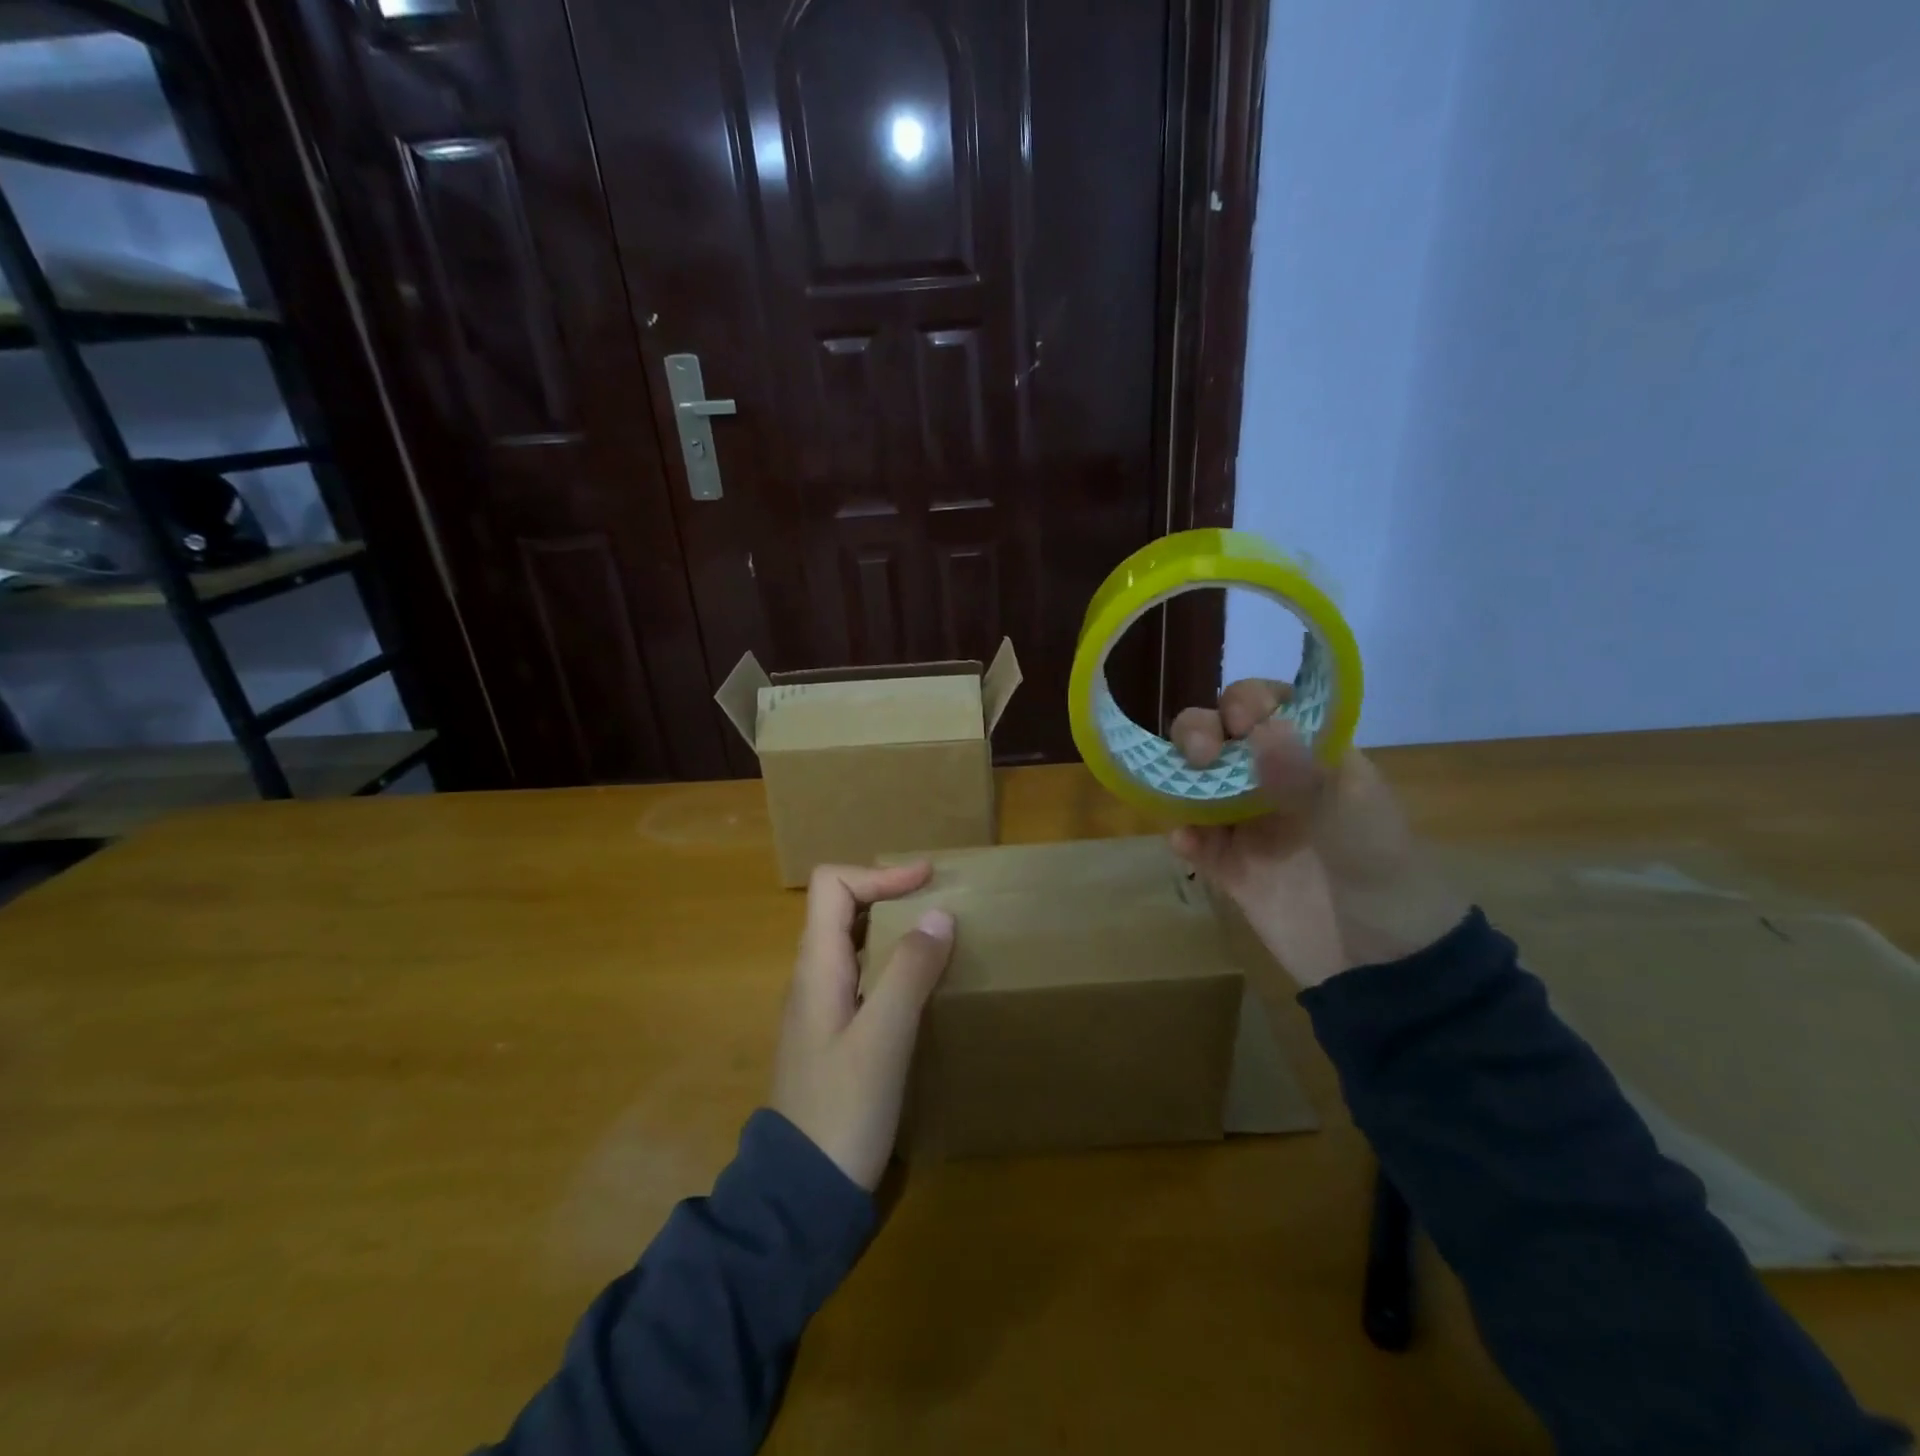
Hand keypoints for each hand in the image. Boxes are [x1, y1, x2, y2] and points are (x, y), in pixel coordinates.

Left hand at [771, 863, 954, 1190]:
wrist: (803, 1193)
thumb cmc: (842, 1113)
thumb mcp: (883, 1041)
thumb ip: (909, 974)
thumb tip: (939, 914)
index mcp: (816, 967)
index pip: (832, 885)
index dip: (879, 874)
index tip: (928, 879)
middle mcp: (812, 976)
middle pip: (840, 906)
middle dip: (888, 892)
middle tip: (938, 900)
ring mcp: (820, 1005)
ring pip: (851, 940)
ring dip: (890, 924)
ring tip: (936, 932)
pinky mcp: (834, 1031)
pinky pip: (861, 973)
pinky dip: (891, 959)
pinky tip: (920, 983)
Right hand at [1169, 678, 1466, 987]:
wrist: (1386, 972)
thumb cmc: (1386, 883)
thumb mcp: (1358, 825)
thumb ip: (1307, 777)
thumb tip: (1261, 727)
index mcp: (1314, 760)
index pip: (1272, 708)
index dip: (1247, 702)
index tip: (1238, 722)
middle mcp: (1274, 783)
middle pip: (1221, 737)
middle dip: (1199, 733)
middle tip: (1198, 756)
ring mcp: (1249, 826)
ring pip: (1197, 783)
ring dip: (1178, 778)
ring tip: (1175, 794)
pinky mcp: (1231, 869)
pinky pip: (1195, 842)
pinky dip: (1183, 837)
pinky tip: (1184, 845)